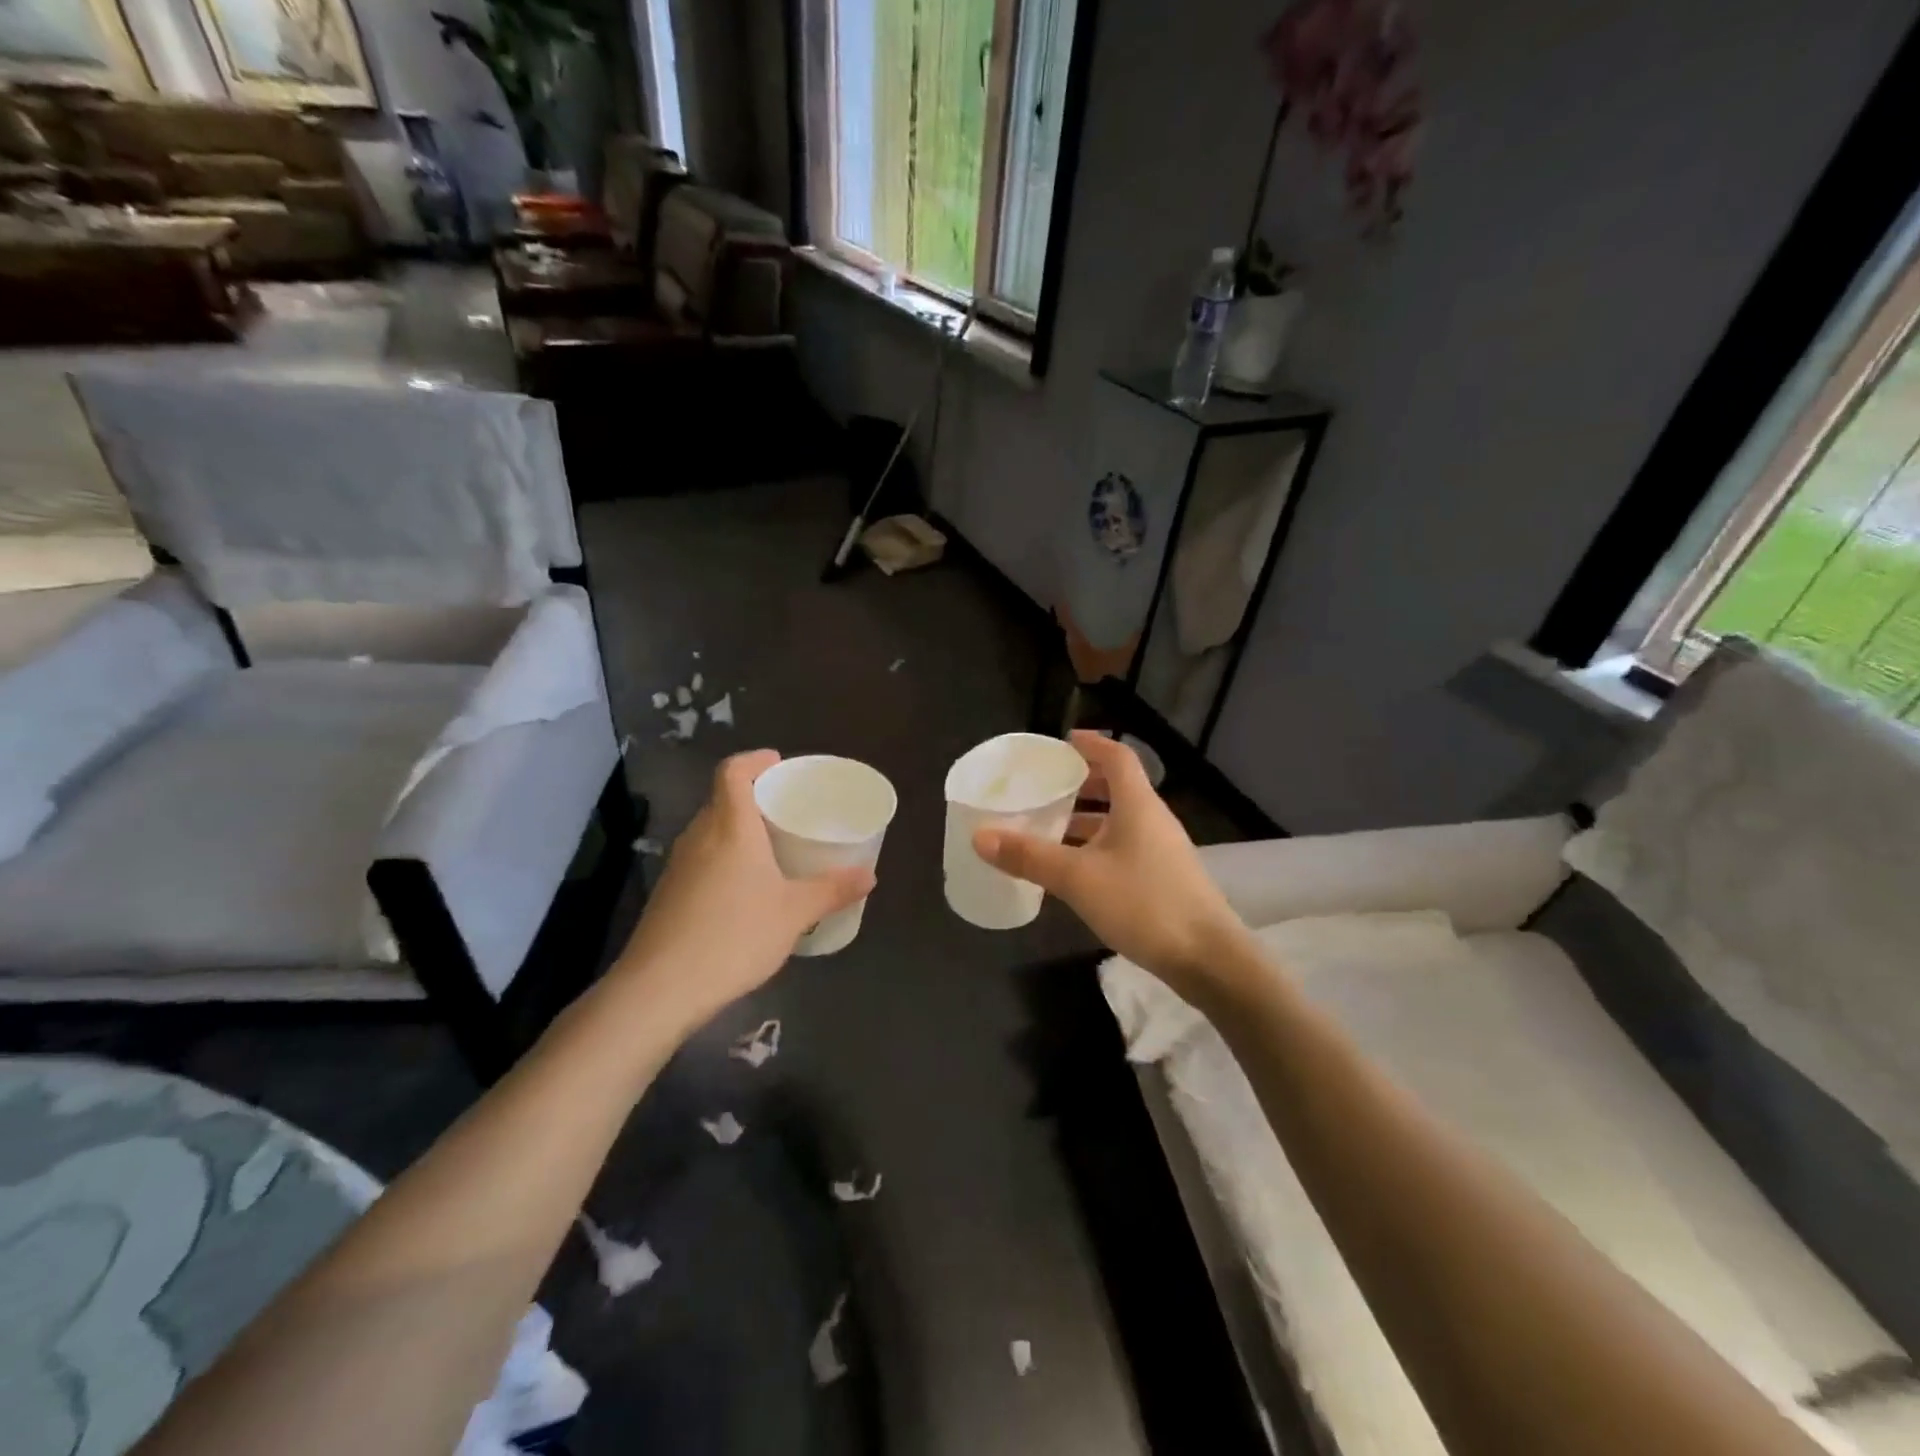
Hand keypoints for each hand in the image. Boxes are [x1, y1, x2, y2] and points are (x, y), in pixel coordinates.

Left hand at [615, 750, 874, 1028]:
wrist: (661, 988)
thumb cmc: (735, 936)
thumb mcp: (794, 913)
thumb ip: (832, 890)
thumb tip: (869, 876)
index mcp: (730, 827)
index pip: (733, 772)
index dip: (754, 760)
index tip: (778, 764)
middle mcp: (699, 836)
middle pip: (722, 799)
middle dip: (753, 797)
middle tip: (786, 810)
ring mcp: (678, 866)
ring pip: (710, 831)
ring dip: (737, 830)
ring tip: (770, 849)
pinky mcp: (668, 894)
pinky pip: (700, 859)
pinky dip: (723, 858)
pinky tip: (743, 891)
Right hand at [972, 731, 1245, 995]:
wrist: (1207, 958)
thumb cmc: (1143, 903)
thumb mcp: (1078, 878)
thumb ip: (1030, 856)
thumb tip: (980, 835)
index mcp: (1137, 804)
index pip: (1117, 756)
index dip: (1091, 744)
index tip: (1064, 741)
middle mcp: (1152, 819)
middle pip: (1117, 787)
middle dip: (1082, 784)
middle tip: (1046, 788)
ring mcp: (1161, 850)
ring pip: (1119, 821)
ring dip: (1086, 819)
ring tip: (1049, 828)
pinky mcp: (1163, 878)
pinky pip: (1124, 847)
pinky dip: (1096, 847)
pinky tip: (1074, 870)